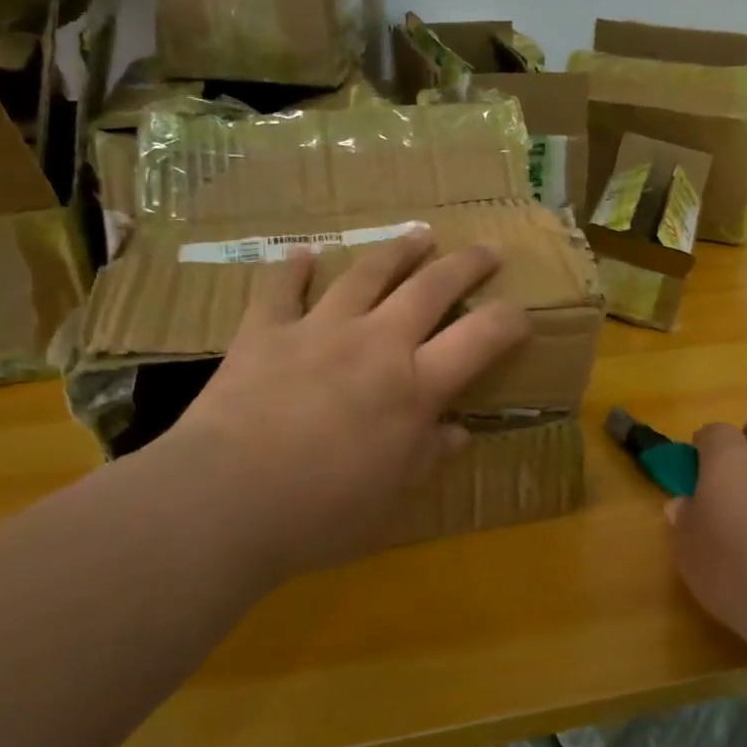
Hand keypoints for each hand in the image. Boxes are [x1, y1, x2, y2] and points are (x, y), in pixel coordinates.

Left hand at [157, 230, 530, 579]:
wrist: (224, 502)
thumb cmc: (323, 512)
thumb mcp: (393, 497)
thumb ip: (429, 456)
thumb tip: (457, 433)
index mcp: (415, 385)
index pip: (481, 338)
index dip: (510, 320)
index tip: (523, 315)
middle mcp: (376, 343)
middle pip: (430, 288)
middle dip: (465, 265)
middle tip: (486, 250)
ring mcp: (318, 330)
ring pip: (366, 275)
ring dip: (397, 251)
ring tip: (419, 234)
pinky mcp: (264, 333)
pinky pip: (280, 290)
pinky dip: (292, 270)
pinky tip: (302, 254)